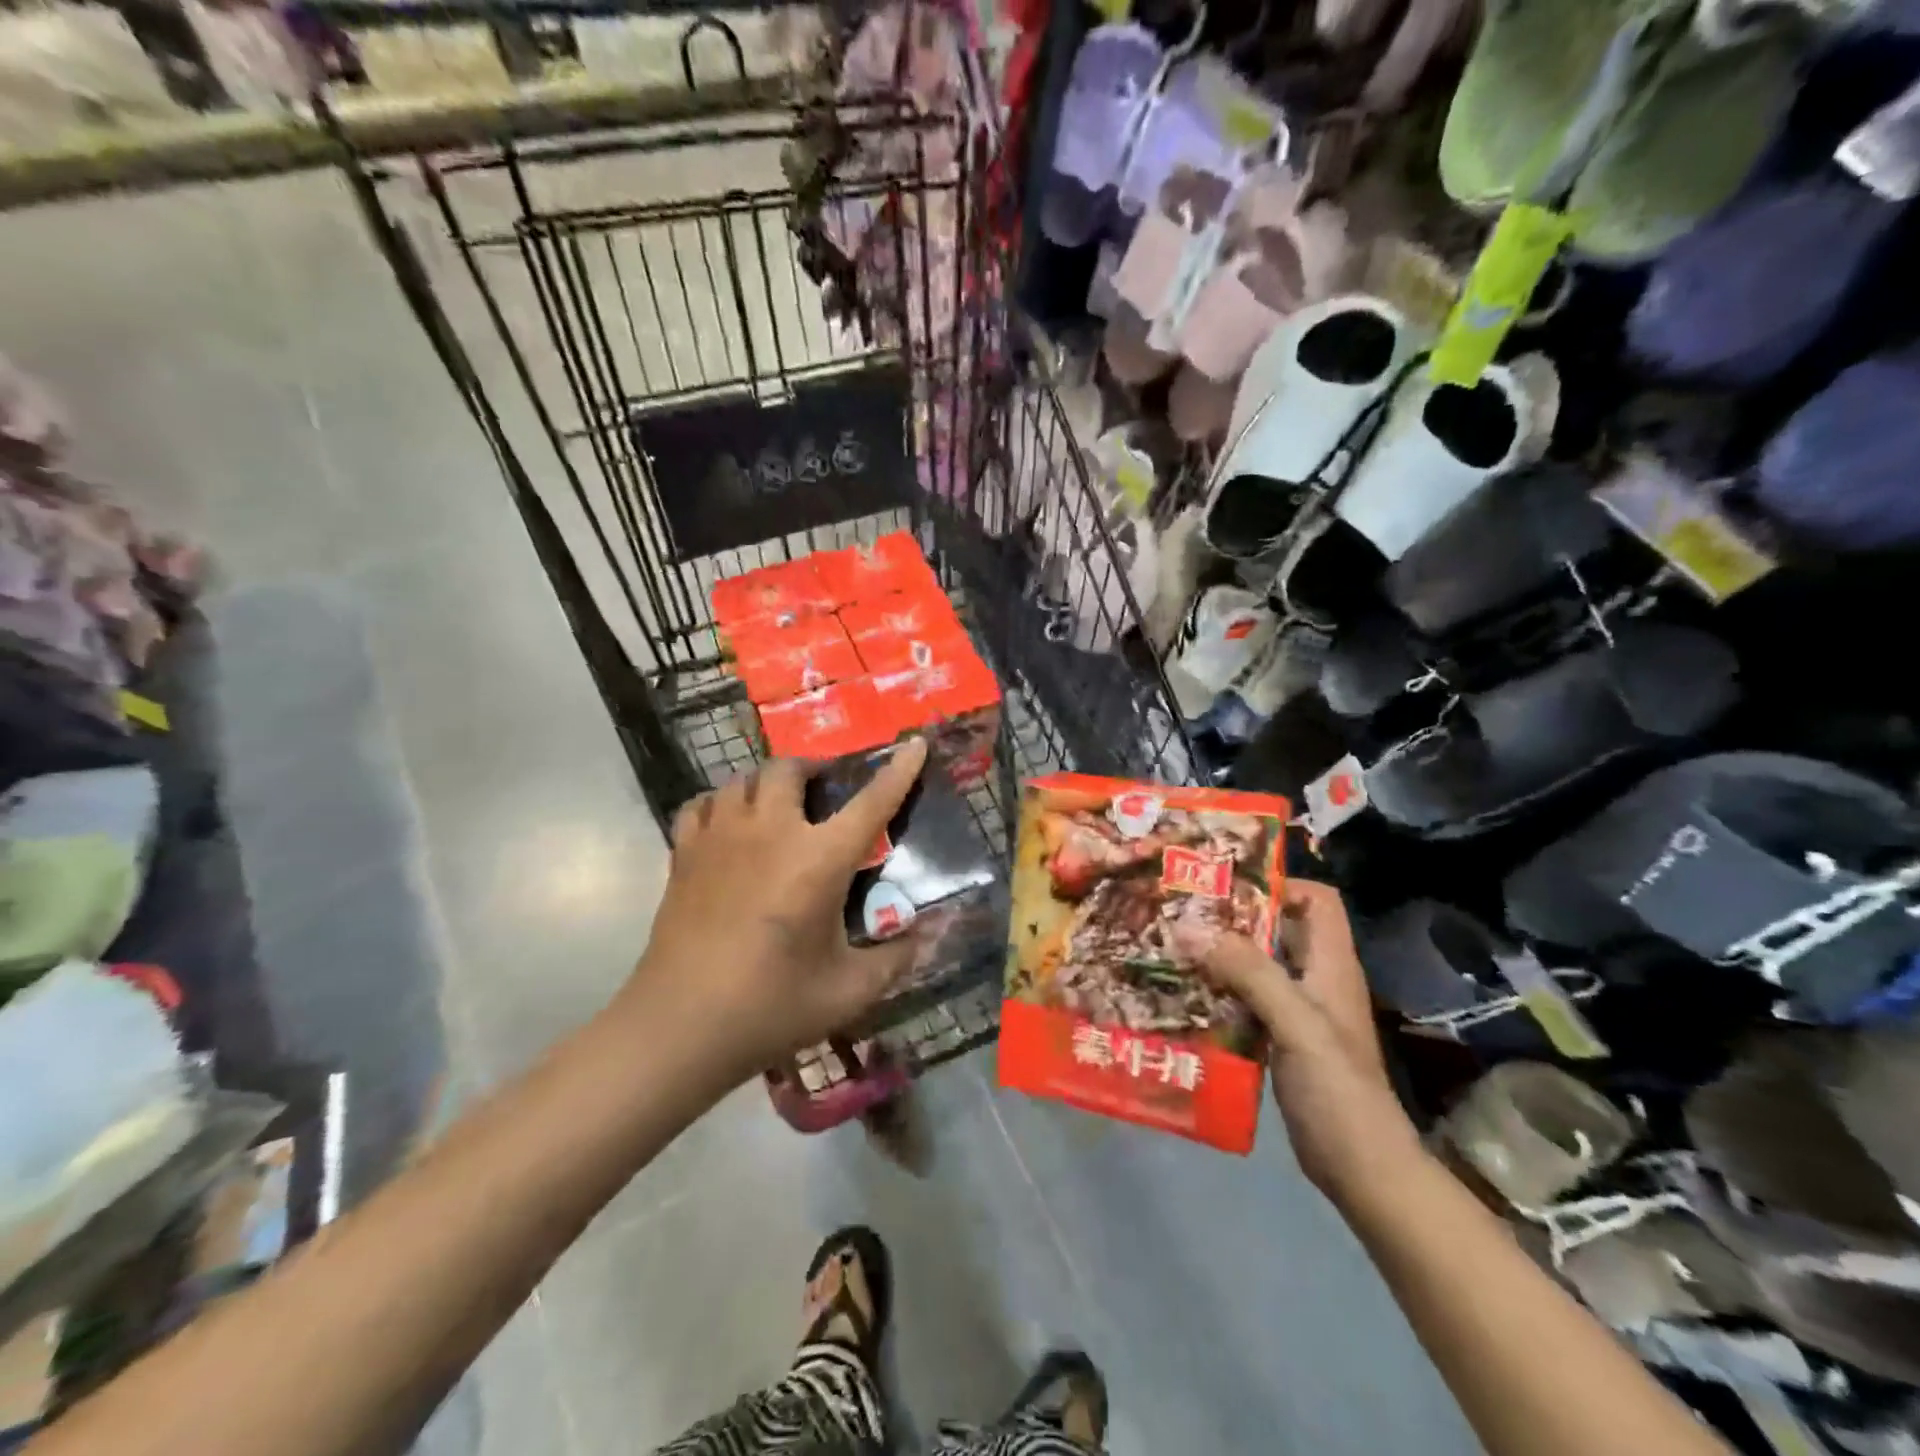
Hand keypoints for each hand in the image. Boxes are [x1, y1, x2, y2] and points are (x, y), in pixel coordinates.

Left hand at [628, 740, 929, 1082]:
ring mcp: (720, 838)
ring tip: (778, 805)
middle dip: (813, 770)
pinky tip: (728, 825)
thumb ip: (896, 958)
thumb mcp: (849, 991)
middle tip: (825, 791)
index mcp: (819, 860)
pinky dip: (721, 804)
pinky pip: (702, 804)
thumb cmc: (771, 1006)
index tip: (914, 745)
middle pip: (790, 770)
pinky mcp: (683, 854)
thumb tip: (928, 936)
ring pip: (743, 780)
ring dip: (767, 783)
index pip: (871, 802)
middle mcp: (770, 833)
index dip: (898, 771)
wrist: (679, 1027)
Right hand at [1180, 880, 1421, 1200]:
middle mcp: (1315, 978)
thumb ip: (1250, 973)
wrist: (1361, 1169)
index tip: (1228, 886)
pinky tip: (1184, 994)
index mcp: (1331, 964)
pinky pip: (1245, 998)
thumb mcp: (1297, 1024)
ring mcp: (1298, 1010)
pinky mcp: (1279, 1037)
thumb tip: (1191, 928)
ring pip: (1257, 963)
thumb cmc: (1338, 1091)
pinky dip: (1218, 990)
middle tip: (1183, 911)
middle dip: (1234, 916)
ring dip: (1220, 953)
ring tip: (1173, 945)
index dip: (1280, 884)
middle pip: (1278, 928)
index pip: (1317, 900)